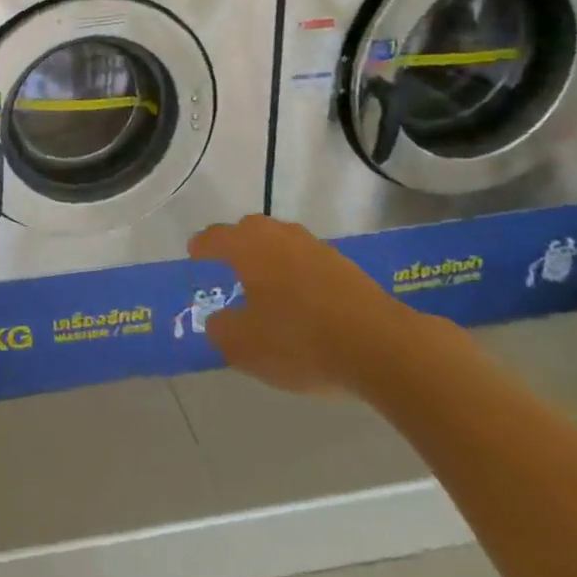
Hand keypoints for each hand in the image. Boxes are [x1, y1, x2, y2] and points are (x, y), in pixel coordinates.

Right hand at [189, 215, 421, 394]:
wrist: (382, 347)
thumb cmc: (300, 341)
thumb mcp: (245, 346)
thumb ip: (222, 330)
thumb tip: (218, 320)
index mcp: (249, 247)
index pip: (216, 237)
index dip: (202, 246)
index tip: (194, 254)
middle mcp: (280, 237)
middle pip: (251, 230)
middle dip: (236, 244)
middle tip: (228, 265)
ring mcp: (317, 248)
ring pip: (283, 243)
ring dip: (270, 257)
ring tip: (265, 283)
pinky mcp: (346, 267)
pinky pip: (308, 262)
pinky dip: (297, 273)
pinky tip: (301, 300)